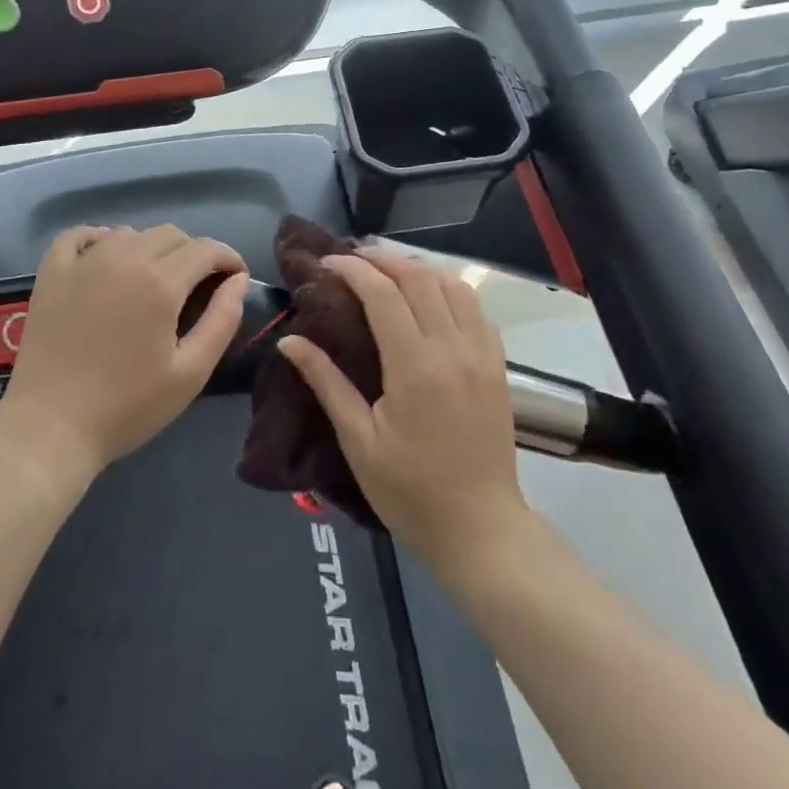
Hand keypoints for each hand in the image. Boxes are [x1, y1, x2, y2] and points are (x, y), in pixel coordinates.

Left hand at [0, 225, 248, 484]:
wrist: (50, 428)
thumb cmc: (127, 407)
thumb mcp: (190, 373)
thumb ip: (222, 320)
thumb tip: (238, 280)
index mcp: (160, 282)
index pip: (206, 248)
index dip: (228, 258)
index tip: (234, 277)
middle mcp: (124, 258)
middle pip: (170, 234)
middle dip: (193, 254)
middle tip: (196, 287)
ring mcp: (83, 262)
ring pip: (130, 233)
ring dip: (150, 248)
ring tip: (152, 280)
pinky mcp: (52, 272)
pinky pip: (79, 235)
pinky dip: (99, 239)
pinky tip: (105, 259)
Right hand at [279, 248, 530, 572]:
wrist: (480, 528)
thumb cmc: (410, 490)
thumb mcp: (358, 441)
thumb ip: (326, 382)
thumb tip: (290, 340)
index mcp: (415, 366)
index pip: (383, 293)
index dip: (352, 269)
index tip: (327, 262)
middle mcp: (452, 348)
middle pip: (418, 278)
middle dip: (382, 259)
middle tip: (352, 260)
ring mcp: (481, 353)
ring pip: (452, 284)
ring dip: (417, 268)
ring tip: (387, 270)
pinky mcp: (498, 364)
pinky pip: (475, 307)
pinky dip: (449, 288)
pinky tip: (429, 297)